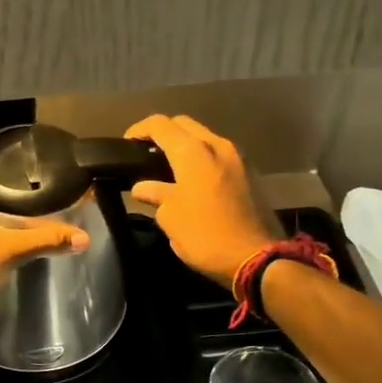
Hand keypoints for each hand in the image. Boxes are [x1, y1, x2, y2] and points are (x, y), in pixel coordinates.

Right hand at [124, 115, 276, 286]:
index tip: (125, 144)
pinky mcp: (249, 173)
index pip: (160, 124)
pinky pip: (218, 155)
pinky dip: (201, 159)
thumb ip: (154, 194)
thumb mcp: (169, 217)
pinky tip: (192, 181)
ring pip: (204, 138)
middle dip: (163, 133)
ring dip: (185, 146)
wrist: (255, 258)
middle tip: (146, 152)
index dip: (139, 130)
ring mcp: (237, 158)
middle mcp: (217, 145)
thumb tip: (143, 187)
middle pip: (184, 124)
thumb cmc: (204, 235)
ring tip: (168, 167)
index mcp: (193, 152)